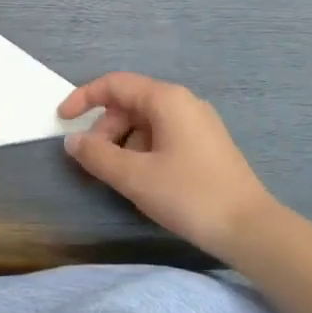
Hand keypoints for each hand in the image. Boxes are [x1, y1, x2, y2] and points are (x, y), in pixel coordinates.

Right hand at [58, 72, 282, 263]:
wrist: (249, 228)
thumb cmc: (189, 195)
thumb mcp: (135, 177)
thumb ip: (97, 155)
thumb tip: (73, 140)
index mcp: (167, 99)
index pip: (115, 84)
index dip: (84, 98)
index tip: (62, 120)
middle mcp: (183, 102)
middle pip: (131, 103)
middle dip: (105, 128)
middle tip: (93, 162)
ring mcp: (198, 123)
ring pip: (146, 122)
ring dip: (123, 143)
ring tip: (119, 176)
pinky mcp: (205, 144)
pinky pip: (163, 135)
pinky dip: (143, 150)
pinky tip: (143, 180)